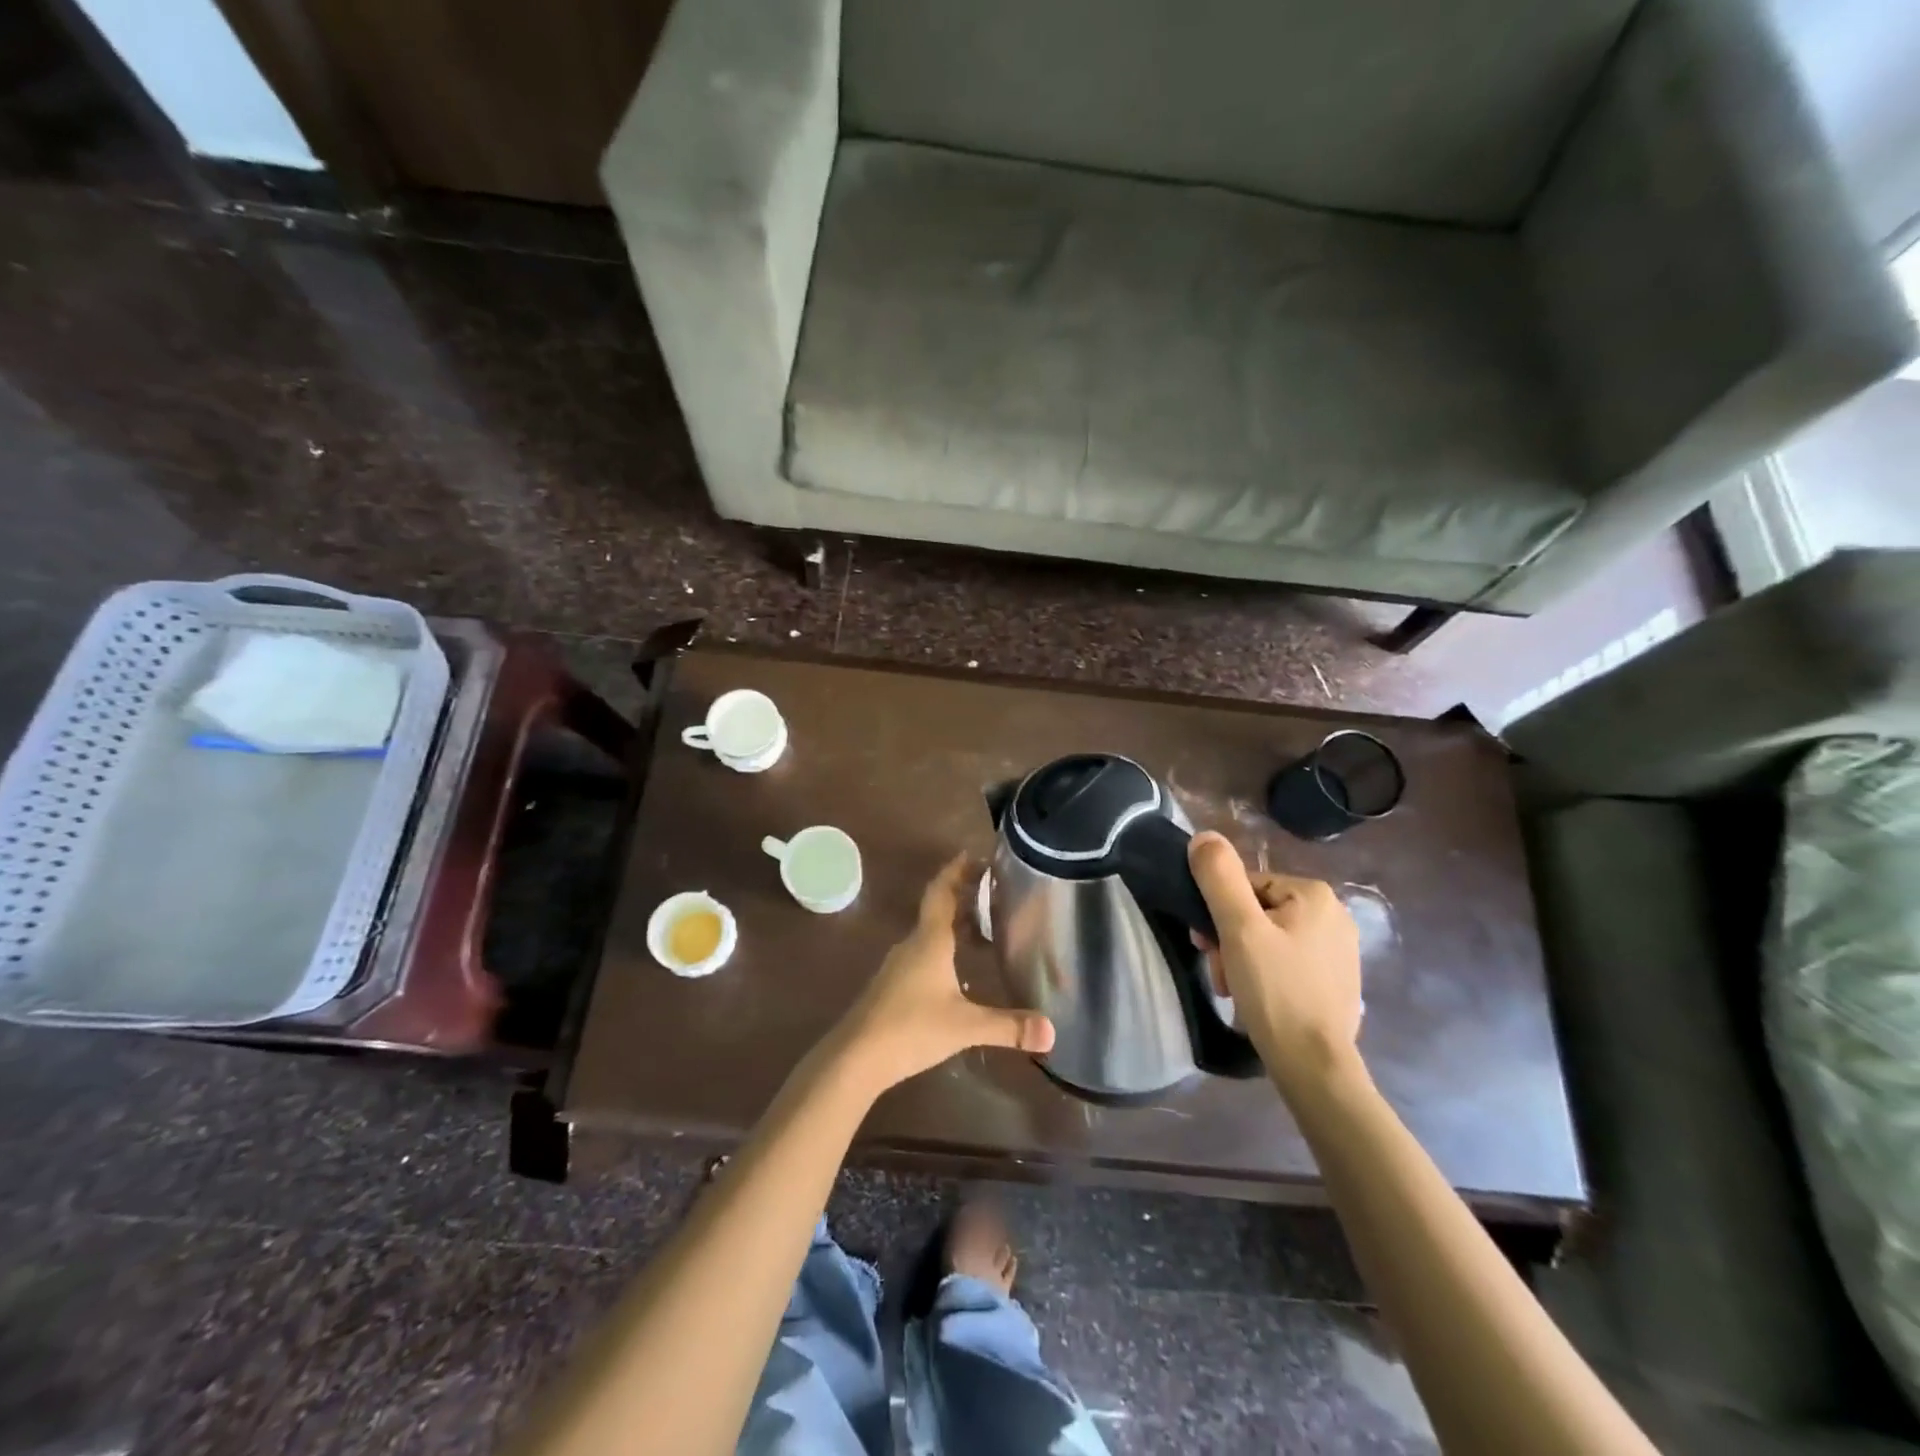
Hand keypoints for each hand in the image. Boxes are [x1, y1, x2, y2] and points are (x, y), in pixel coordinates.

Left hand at [831, 855, 1054, 1093]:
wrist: (855, 1057)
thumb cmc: (911, 1028)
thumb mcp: (965, 1026)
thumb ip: (1008, 1027)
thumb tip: (1051, 1032)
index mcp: (929, 941)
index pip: (942, 892)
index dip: (956, 871)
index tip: (973, 855)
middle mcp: (912, 945)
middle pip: (936, 909)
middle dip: (961, 895)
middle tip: (989, 889)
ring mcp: (897, 966)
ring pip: (928, 934)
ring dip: (951, 924)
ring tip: (980, 927)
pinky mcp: (891, 987)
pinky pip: (921, 954)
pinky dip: (942, 949)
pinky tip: (955, 970)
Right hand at [1188, 831, 1362, 1091]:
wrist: (1314, 1066)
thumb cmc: (1276, 990)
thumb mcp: (1239, 928)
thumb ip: (1219, 878)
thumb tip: (1204, 836)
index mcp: (1314, 895)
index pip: (1246, 885)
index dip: (1218, 913)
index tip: (1207, 945)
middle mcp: (1334, 915)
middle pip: (1257, 912)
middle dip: (1229, 940)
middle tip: (1220, 972)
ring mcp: (1339, 950)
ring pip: (1268, 939)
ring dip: (1241, 959)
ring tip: (1234, 990)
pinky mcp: (1336, 980)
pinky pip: (1287, 962)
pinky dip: (1265, 975)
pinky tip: (1257, 1000)